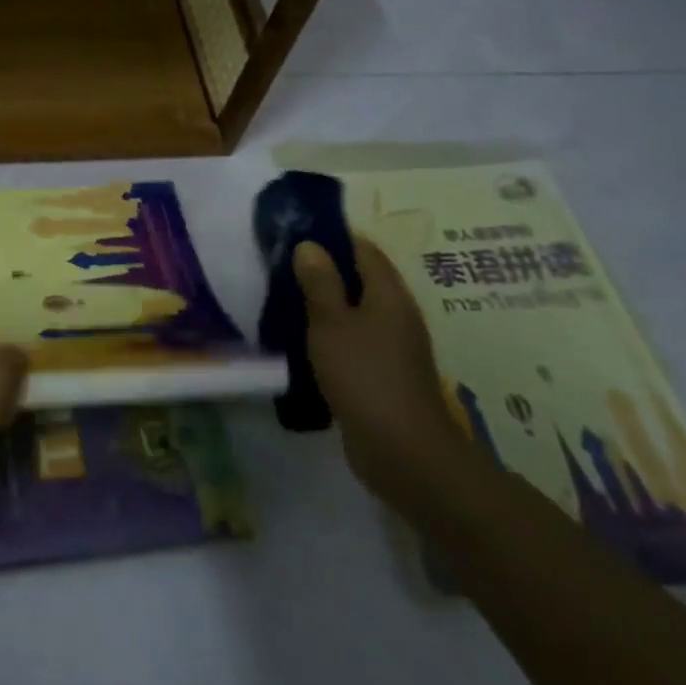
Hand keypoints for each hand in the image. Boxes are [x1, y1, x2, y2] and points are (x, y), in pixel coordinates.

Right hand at [294, 236, 464, 504]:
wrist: (403, 452)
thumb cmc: (364, 376)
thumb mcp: (331, 323)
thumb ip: (319, 283)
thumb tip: (310, 244)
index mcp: (389, 295)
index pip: (364, 249)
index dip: (333, 237)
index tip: (296, 232)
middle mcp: (396, 315)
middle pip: (361, 279)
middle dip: (324, 270)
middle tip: (282, 264)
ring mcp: (393, 348)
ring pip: (355, 312)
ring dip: (325, 304)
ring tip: (285, 298)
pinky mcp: (383, 375)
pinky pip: (354, 341)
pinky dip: (330, 335)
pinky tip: (303, 340)